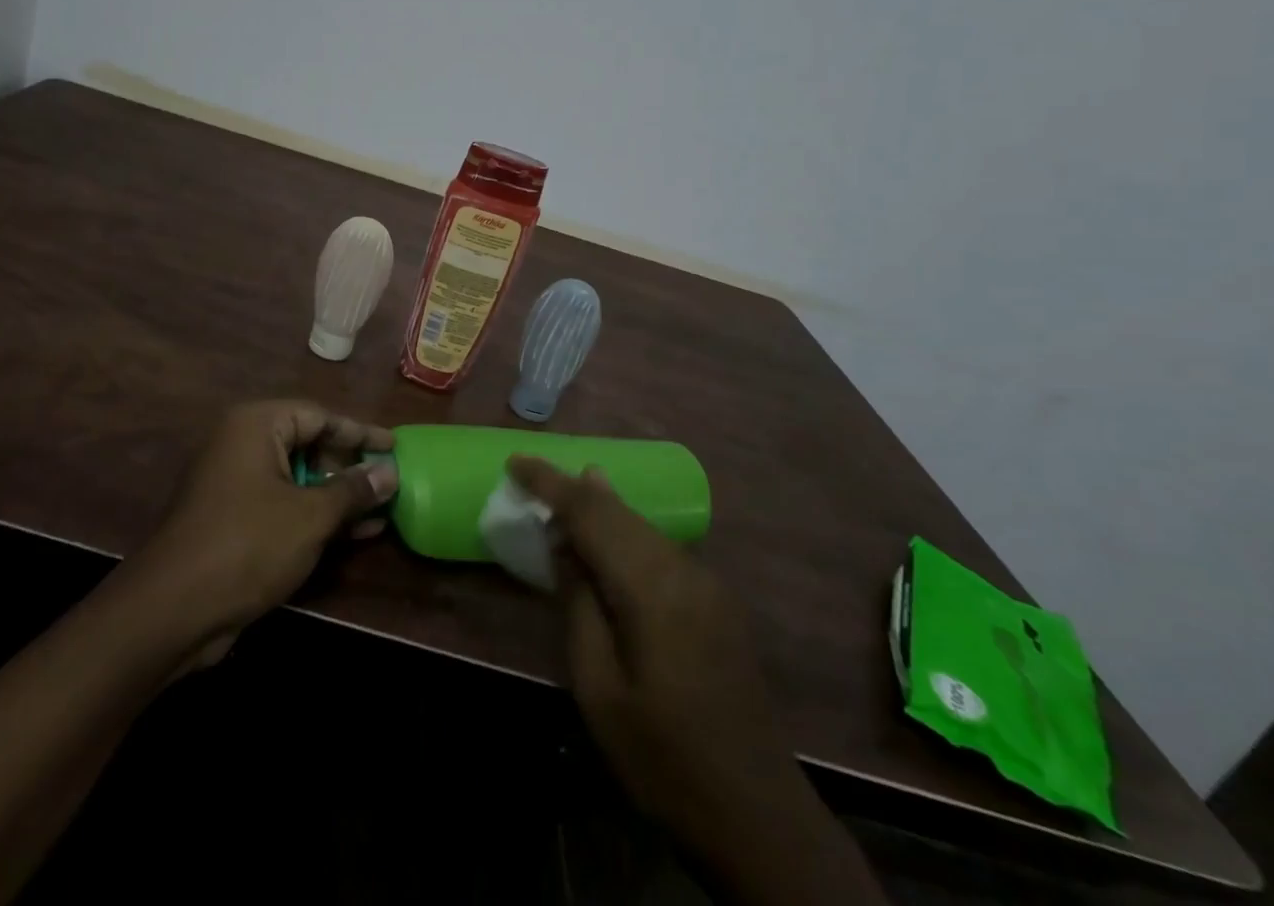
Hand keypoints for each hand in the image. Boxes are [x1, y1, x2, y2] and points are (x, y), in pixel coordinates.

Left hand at [131, 400, 397, 651]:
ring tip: (383, 510)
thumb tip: (389, 472)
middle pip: (309, 444)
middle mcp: (243, 444)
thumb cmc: (248, 544)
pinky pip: (285, 504)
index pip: (320, 416)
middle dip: (351, 467)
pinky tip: (356, 533)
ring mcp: (236, 483)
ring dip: (339, 495)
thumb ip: (353, 490)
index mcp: (256, 425)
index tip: (394, 447)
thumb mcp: (310, 516)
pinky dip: (317, 515)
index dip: (360, 432)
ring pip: (300, 478)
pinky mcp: (235, 519)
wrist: (173, 610)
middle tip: (390, 482)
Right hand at [507, 458, 797, 833]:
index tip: (514, 460)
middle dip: (572, 488)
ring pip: (641, 525)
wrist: (759, 815)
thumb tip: (563, 542)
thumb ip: (579, 603)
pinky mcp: (716, 601)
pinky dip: (624, 530)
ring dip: (599, 506)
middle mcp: (684, 570)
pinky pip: (658, 546)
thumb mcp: (598, 687)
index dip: (550, 482)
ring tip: (562, 491)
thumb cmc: (662, 757)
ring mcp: (707, 584)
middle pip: (619, 511)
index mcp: (652, 588)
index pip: (591, 514)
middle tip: (530, 473)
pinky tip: (608, 535)